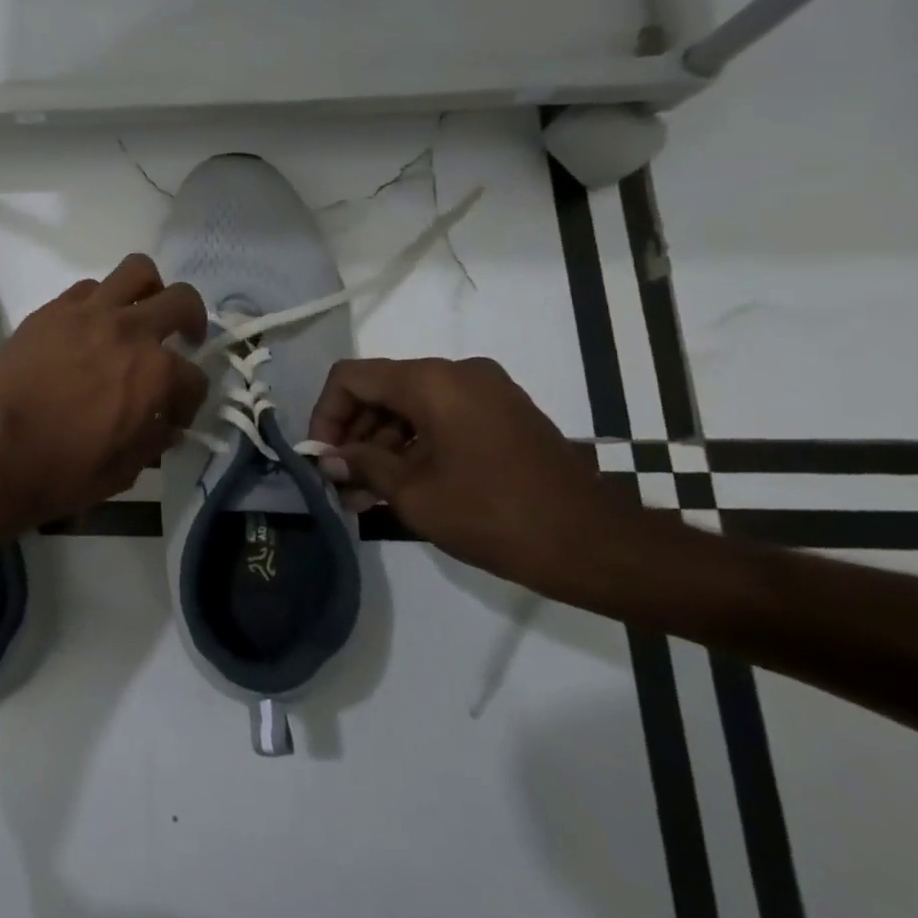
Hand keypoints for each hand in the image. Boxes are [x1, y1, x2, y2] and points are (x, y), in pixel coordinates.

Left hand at [0, 255, 209, 526]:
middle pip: (182, 300)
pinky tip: (91, 327)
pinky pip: (89, 287)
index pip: (195, 378)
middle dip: (192, 320)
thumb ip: (154, 439)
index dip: (190, 400)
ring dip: (149, 291)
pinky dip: (101, 302)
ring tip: (139, 314)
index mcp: (155, 373)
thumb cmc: (62, 470)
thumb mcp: (125, 470)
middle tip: (182, 338)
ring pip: (138, 270)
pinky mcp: (53, 309)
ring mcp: (89, 312)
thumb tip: (167, 424)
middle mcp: (130, 331)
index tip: (175, 414)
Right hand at [309, 357, 640, 594]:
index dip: (326, 414)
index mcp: (432, 381)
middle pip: (382, 389)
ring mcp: (486, 391)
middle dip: (355, 433)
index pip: (352, 377)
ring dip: (384, 444)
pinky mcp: (504, 413)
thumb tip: (329, 458)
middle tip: (341, 481)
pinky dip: (417, 444)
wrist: (597, 545)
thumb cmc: (495, 516)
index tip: (321, 456)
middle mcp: (457, 373)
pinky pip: (442, 416)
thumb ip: (363, 466)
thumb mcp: (415, 495)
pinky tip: (403, 485)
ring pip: (411, 405)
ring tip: (366, 495)